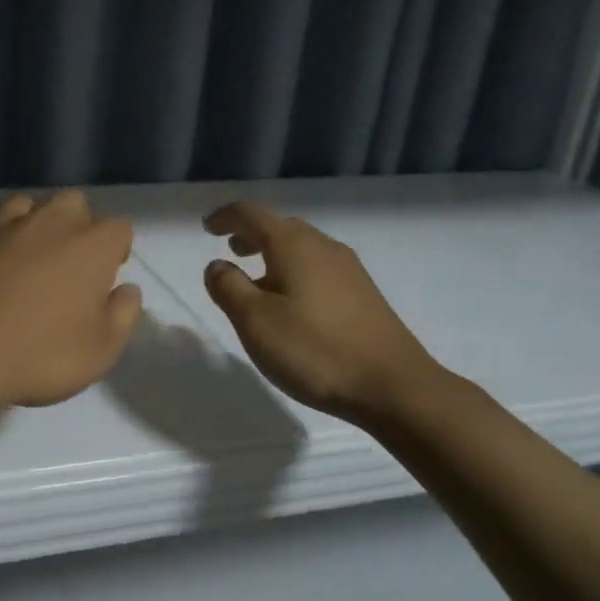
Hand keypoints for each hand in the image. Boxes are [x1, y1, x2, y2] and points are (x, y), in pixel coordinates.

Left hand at [0, 191, 142, 408]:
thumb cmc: (39, 354)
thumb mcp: (100, 351)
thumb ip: (123, 315)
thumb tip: (128, 290)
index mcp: (90, 246)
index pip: (119, 228)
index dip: (117, 249)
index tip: (108, 275)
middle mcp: (47, 223)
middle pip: (73, 203)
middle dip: (77, 224)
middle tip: (69, 262)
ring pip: (24, 205)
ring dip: (32, 224)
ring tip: (26, 258)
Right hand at [202, 201, 442, 424]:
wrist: (393, 386)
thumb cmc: (314, 350)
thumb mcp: (255, 321)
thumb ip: (228, 287)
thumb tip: (217, 265)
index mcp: (293, 245)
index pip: (251, 215)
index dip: (225, 217)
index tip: (206, 227)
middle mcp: (323, 246)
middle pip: (280, 227)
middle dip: (251, 235)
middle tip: (230, 252)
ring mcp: (349, 269)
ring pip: (302, 248)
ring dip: (273, 255)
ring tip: (256, 281)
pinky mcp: (363, 294)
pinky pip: (318, 268)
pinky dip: (294, 271)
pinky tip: (292, 304)